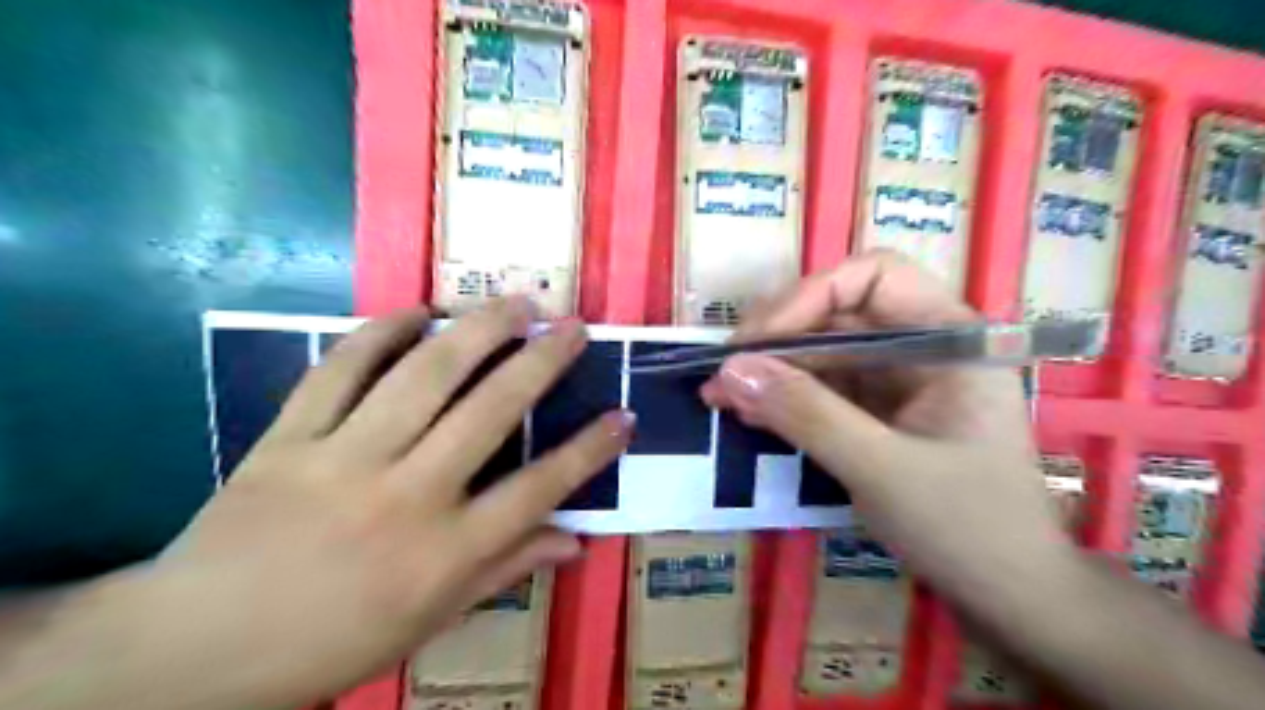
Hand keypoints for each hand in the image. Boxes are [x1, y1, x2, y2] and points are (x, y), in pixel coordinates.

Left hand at [127, 300, 632, 708]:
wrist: (194, 650)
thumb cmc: (331, 641)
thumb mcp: (432, 620)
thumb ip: (506, 570)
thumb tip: (575, 542)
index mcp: (444, 552)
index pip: (539, 490)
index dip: (589, 450)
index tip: (623, 416)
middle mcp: (406, 495)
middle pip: (490, 412)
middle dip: (542, 362)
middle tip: (572, 327)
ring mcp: (344, 459)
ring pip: (424, 376)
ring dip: (478, 330)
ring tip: (515, 302)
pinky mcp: (289, 438)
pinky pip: (339, 370)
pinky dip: (379, 333)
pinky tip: (415, 311)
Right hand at [701, 253, 1076, 607]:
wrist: (1008, 595)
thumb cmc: (967, 528)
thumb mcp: (881, 468)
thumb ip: (806, 414)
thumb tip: (730, 370)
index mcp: (949, 337)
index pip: (874, 276)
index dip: (810, 297)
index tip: (758, 341)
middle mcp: (923, 345)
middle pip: (838, 312)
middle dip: (777, 338)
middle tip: (725, 373)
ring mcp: (898, 379)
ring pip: (823, 351)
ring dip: (771, 370)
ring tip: (721, 396)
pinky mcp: (878, 411)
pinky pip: (823, 388)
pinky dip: (784, 397)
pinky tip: (748, 412)